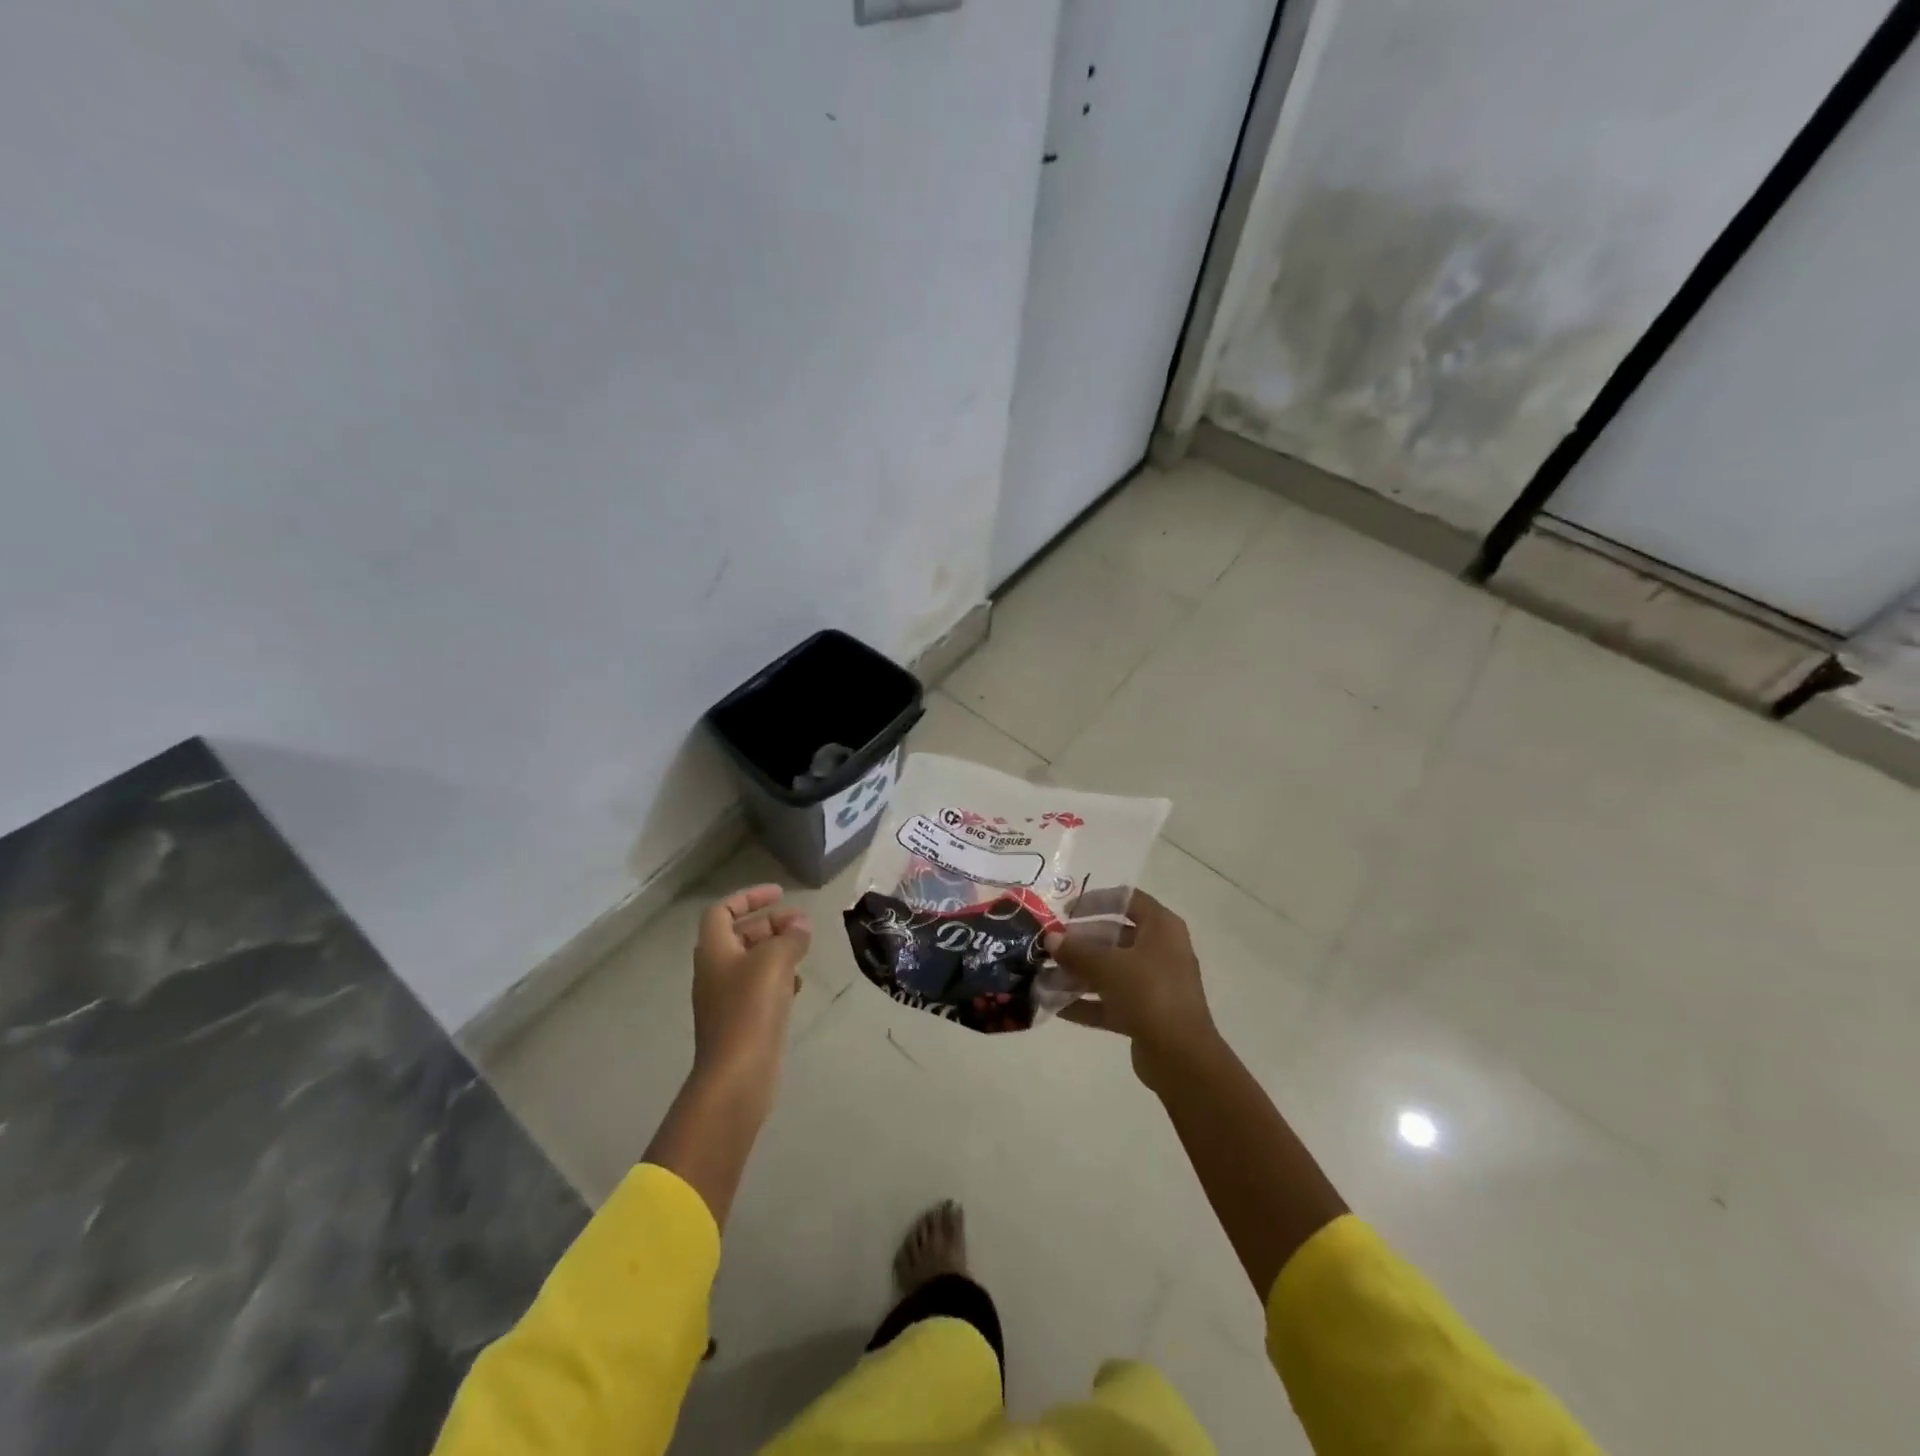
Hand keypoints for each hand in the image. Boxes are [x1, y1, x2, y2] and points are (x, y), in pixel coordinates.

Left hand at [692, 885, 812, 1082]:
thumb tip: (800, 925)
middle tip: (801, 924)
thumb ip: (789, 937)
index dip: (749, 897)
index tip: (779, 894)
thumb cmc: (750, 1010)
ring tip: (804, 950)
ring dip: (777, 950)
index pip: (723, 911)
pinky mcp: (742, 1022)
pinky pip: (760, 988)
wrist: (737, 1076)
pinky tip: (798, 986)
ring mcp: (727, 999)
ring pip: (752, 962)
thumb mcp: (774, 962)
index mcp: (714, 951)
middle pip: (740, 935)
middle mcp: (716, 971)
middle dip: (770, 924)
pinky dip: (779, 978)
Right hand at [1047, 890, 1221, 1090]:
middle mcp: (1161, 950)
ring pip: (1112, 971)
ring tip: (1044, 977)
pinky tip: (1055, 1007)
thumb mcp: (1108, 966)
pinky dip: (1087, 1002)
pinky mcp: (1147, 1014)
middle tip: (1050, 947)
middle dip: (1080, 942)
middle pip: (1115, 936)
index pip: (1127, 900)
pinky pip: (1112, 1000)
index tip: (1066, 910)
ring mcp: (1155, 984)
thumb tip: (1051, 938)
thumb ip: (1077, 950)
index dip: (1096, 900)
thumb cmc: (1149, 993)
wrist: (1181, 1057)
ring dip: (1079, 974)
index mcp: (1161, 927)